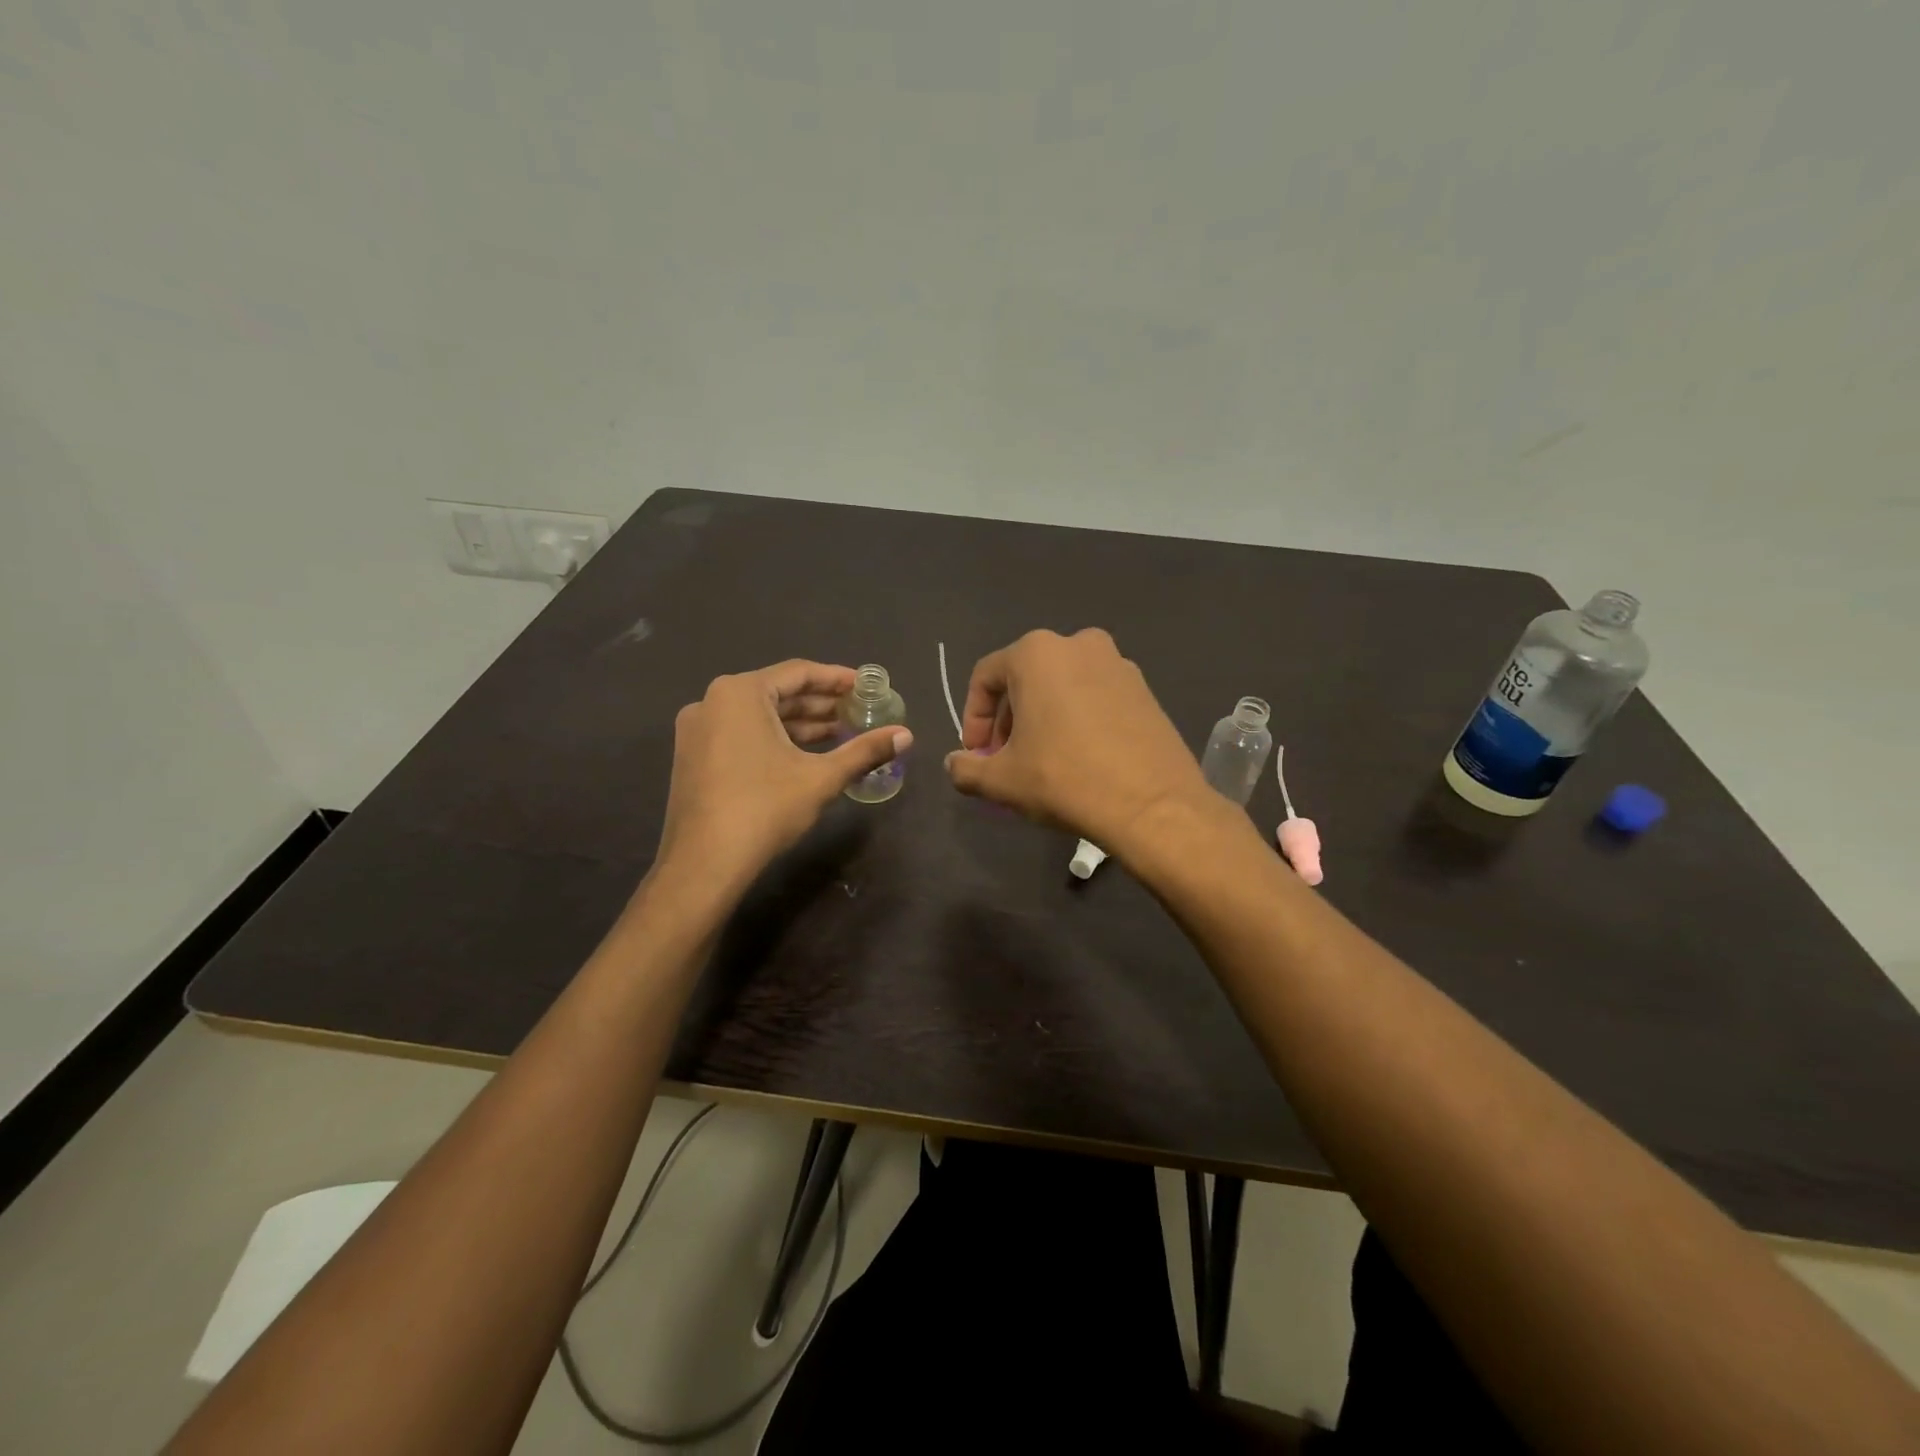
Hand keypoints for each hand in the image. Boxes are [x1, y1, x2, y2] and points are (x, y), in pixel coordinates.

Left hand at [652, 661, 911, 899]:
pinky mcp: (693, 757)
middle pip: (777, 693)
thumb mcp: (821, 777)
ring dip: (799, 724)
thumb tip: (907, 735)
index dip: (837, 679)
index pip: (798, 673)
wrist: (703, 864)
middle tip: (857, 712)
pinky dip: (774, 739)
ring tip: (839, 734)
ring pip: (759, 716)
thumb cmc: (765, 808)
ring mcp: (697, 731)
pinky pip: (741, 734)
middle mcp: (712, 702)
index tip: (865, 687)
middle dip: (819, 704)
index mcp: (740, 693)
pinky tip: (804, 755)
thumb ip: (864, 751)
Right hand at [942, 629, 1211, 852]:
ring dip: (1041, 720)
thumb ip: (965, 768)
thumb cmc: (1064, 779)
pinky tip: (1078, 759)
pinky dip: (1076, 720)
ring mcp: (1118, 664)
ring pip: (1061, 688)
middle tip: (1004, 761)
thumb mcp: (1002, 780)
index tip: (976, 755)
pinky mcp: (1145, 689)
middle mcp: (1078, 644)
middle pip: (1024, 680)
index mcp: (1037, 653)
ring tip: (1040, 762)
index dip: (972, 719)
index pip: (985, 678)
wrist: (1152, 805)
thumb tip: (954, 765)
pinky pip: (1094, 697)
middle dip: (1007, 720)